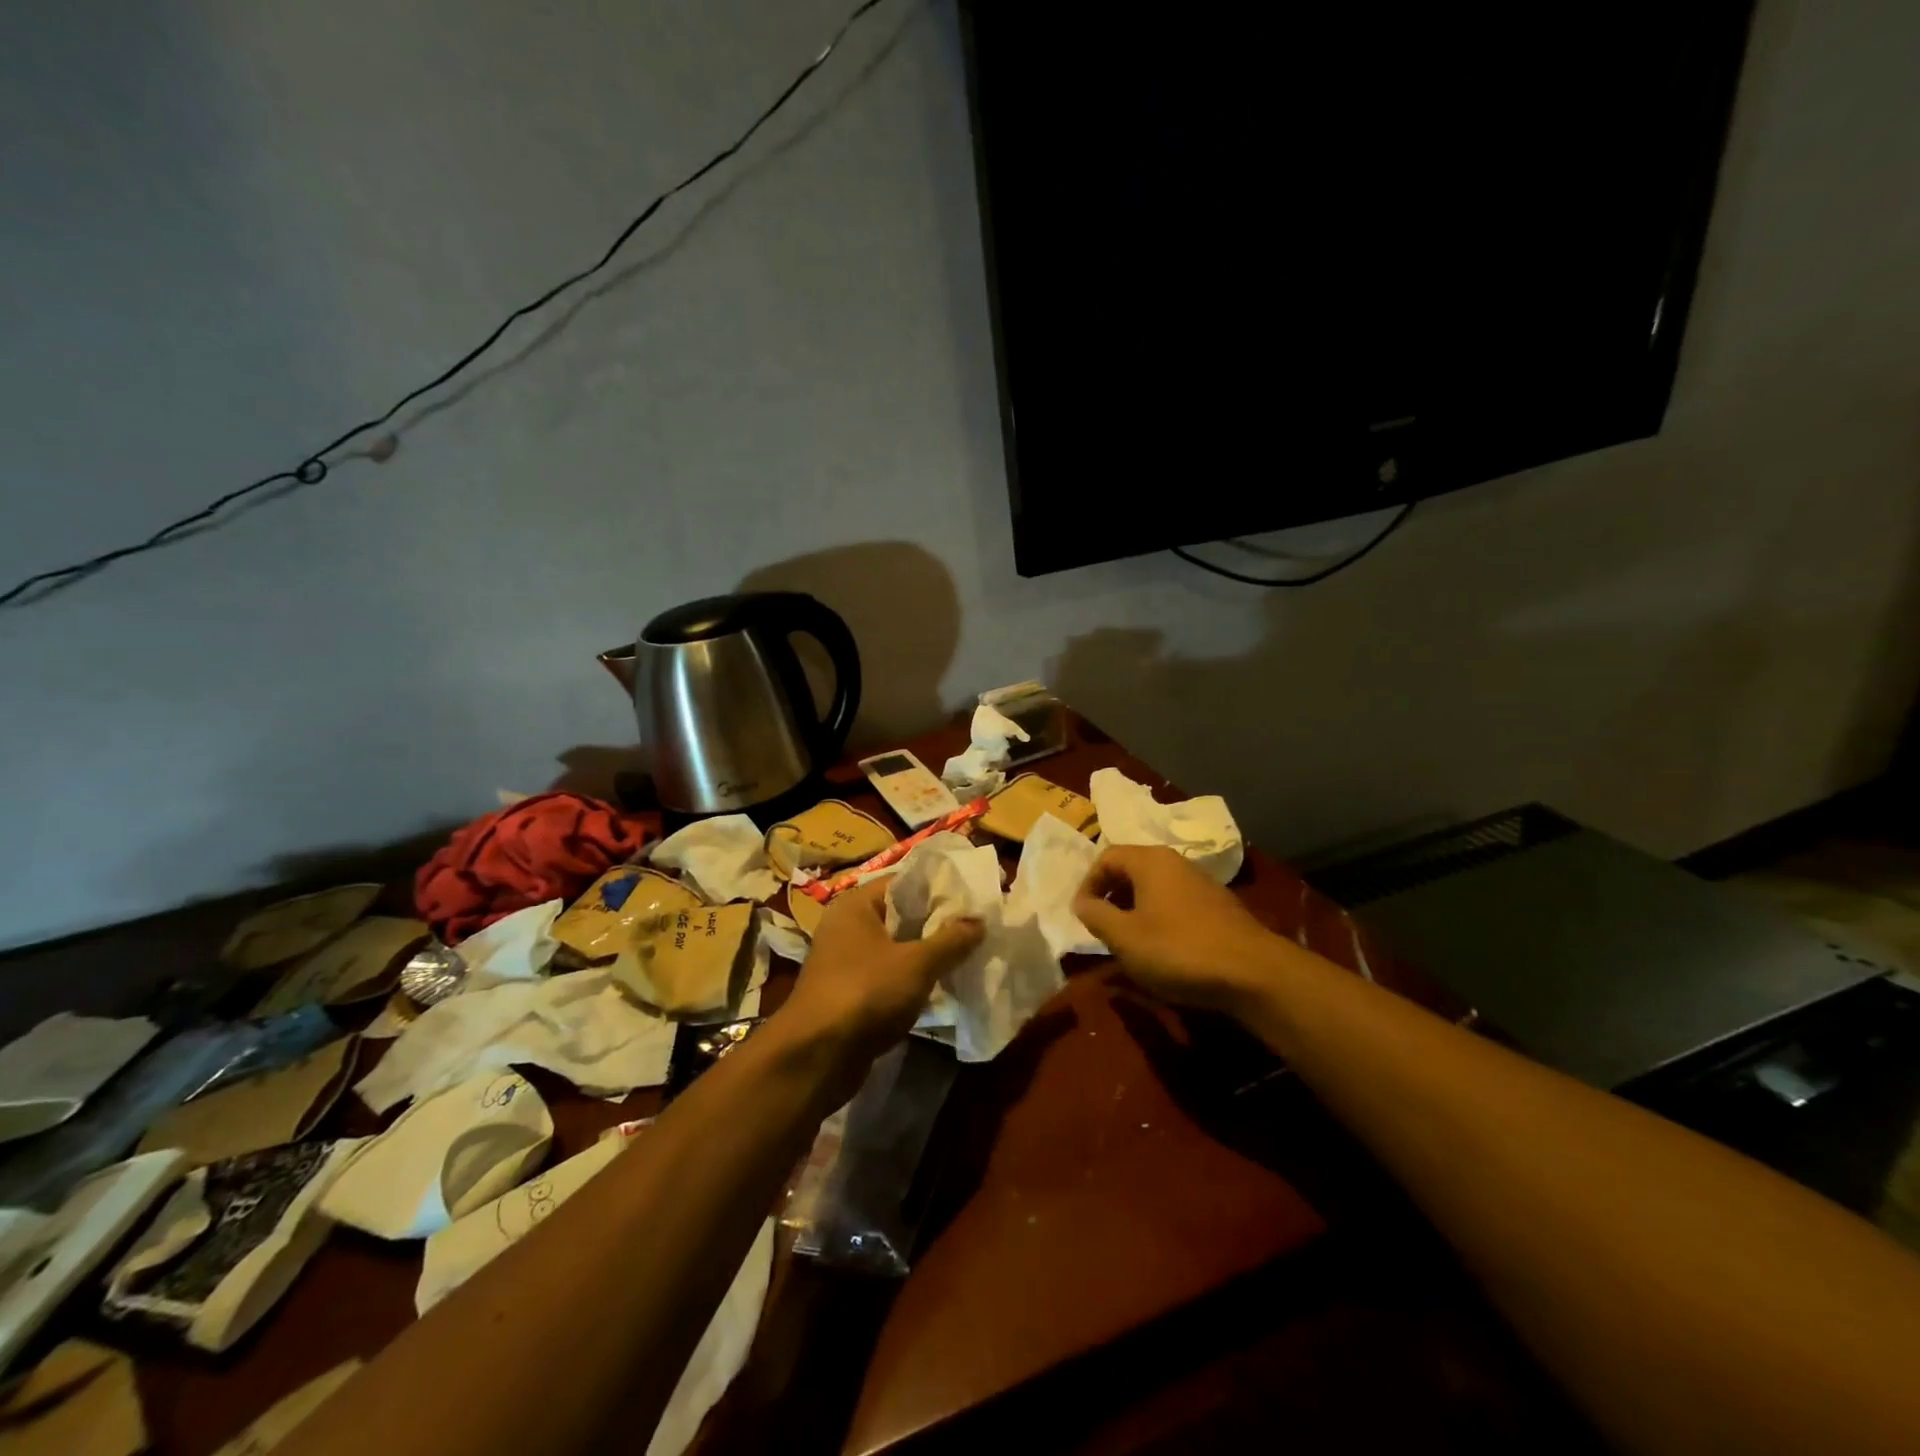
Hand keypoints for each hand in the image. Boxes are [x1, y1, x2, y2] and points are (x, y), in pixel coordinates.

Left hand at [776, 879, 983, 1065]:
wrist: (817, 1057)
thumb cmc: (865, 993)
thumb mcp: (916, 964)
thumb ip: (951, 940)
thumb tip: (980, 921)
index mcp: (857, 905)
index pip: (905, 883)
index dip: (941, 888)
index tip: (975, 895)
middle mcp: (848, 927)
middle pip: (902, 916)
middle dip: (939, 924)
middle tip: (980, 925)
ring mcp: (847, 962)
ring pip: (898, 948)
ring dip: (929, 954)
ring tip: (970, 953)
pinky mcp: (852, 993)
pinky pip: (891, 976)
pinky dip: (914, 979)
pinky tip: (945, 985)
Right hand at [1074, 845, 1288, 1015]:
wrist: (1254, 973)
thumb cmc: (1179, 950)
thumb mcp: (1125, 937)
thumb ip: (1096, 916)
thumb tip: (1081, 902)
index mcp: (1151, 861)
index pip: (1107, 857)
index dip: (1088, 884)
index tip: (1082, 915)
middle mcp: (1176, 863)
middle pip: (1131, 869)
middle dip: (1110, 896)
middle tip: (1101, 926)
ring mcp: (1201, 884)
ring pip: (1155, 888)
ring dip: (1134, 909)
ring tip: (1128, 941)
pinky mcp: (1218, 907)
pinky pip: (1176, 903)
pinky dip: (1159, 919)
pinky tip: (1162, 950)